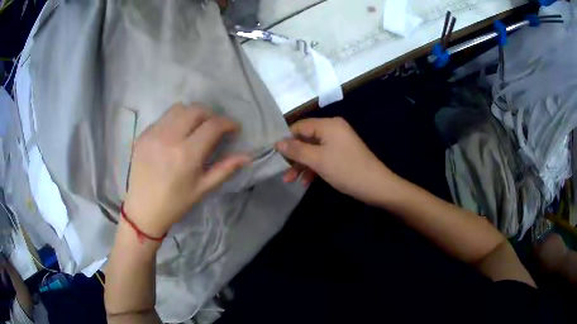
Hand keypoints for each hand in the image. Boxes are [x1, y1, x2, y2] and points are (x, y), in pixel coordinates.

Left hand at [123, 103, 249, 236]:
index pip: (212, 125)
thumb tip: (247, 156)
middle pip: (195, 110)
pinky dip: (174, 121)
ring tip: (195, 127)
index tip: (233, 128)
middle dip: (210, 114)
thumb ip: (225, 169)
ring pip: (178, 108)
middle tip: (214, 127)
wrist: (143, 210)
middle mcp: (169, 138)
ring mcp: (153, 134)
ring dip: (192, 113)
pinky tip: (175, 135)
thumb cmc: (175, 203)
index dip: (227, 123)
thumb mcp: (202, 189)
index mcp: (186, 155)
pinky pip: (163, 118)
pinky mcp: (143, 135)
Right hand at [275, 117, 397, 204]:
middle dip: (294, 156)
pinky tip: (306, 182)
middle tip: (282, 170)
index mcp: (328, 125)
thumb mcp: (318, 160)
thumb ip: (296, 150)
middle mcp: (333, 130)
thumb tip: (277, 142)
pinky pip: (323, 157)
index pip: (300, 126)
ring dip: (302, 165)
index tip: (274, 153)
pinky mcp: (342, 155)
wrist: (376, 186)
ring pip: (313, 150)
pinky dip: (314, 168)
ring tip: (290, 180)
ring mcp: (338, 143)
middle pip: (306, 139)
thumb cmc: (346, 170)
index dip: (286, 139)